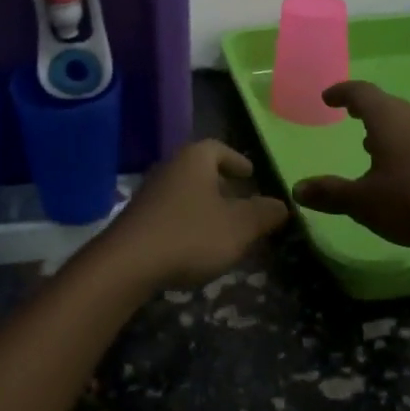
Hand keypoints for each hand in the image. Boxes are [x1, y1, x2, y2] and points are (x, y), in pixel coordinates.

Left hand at [95, 141, 289, 291]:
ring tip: (222, 224)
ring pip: (184, 190)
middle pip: (200, 168)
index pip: (218, 148)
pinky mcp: (138, 217)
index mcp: (195, 159)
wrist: (128, 262)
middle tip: (240, 199)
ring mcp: (150, 191)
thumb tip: (281, 204)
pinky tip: (195, 243)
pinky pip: (170, 210)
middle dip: (221, 183)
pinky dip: (187, 220)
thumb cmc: (190, 235)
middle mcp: (170, 167)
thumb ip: (262, 214)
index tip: (250, 173)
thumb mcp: (238, 227)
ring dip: (203, 203)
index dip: (236, 160)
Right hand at [294, 80, 409, 250]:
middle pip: (384, 104)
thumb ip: (331, 193)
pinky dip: (404, 143)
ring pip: (405, 120)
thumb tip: (298, 189)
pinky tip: (403, 168)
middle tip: (348, 116)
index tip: (328, 98)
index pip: (360, 92)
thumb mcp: (364, 202)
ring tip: (371, 145)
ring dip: (385, 128)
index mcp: (387, 118)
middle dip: (364, 109)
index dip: (341, 92)